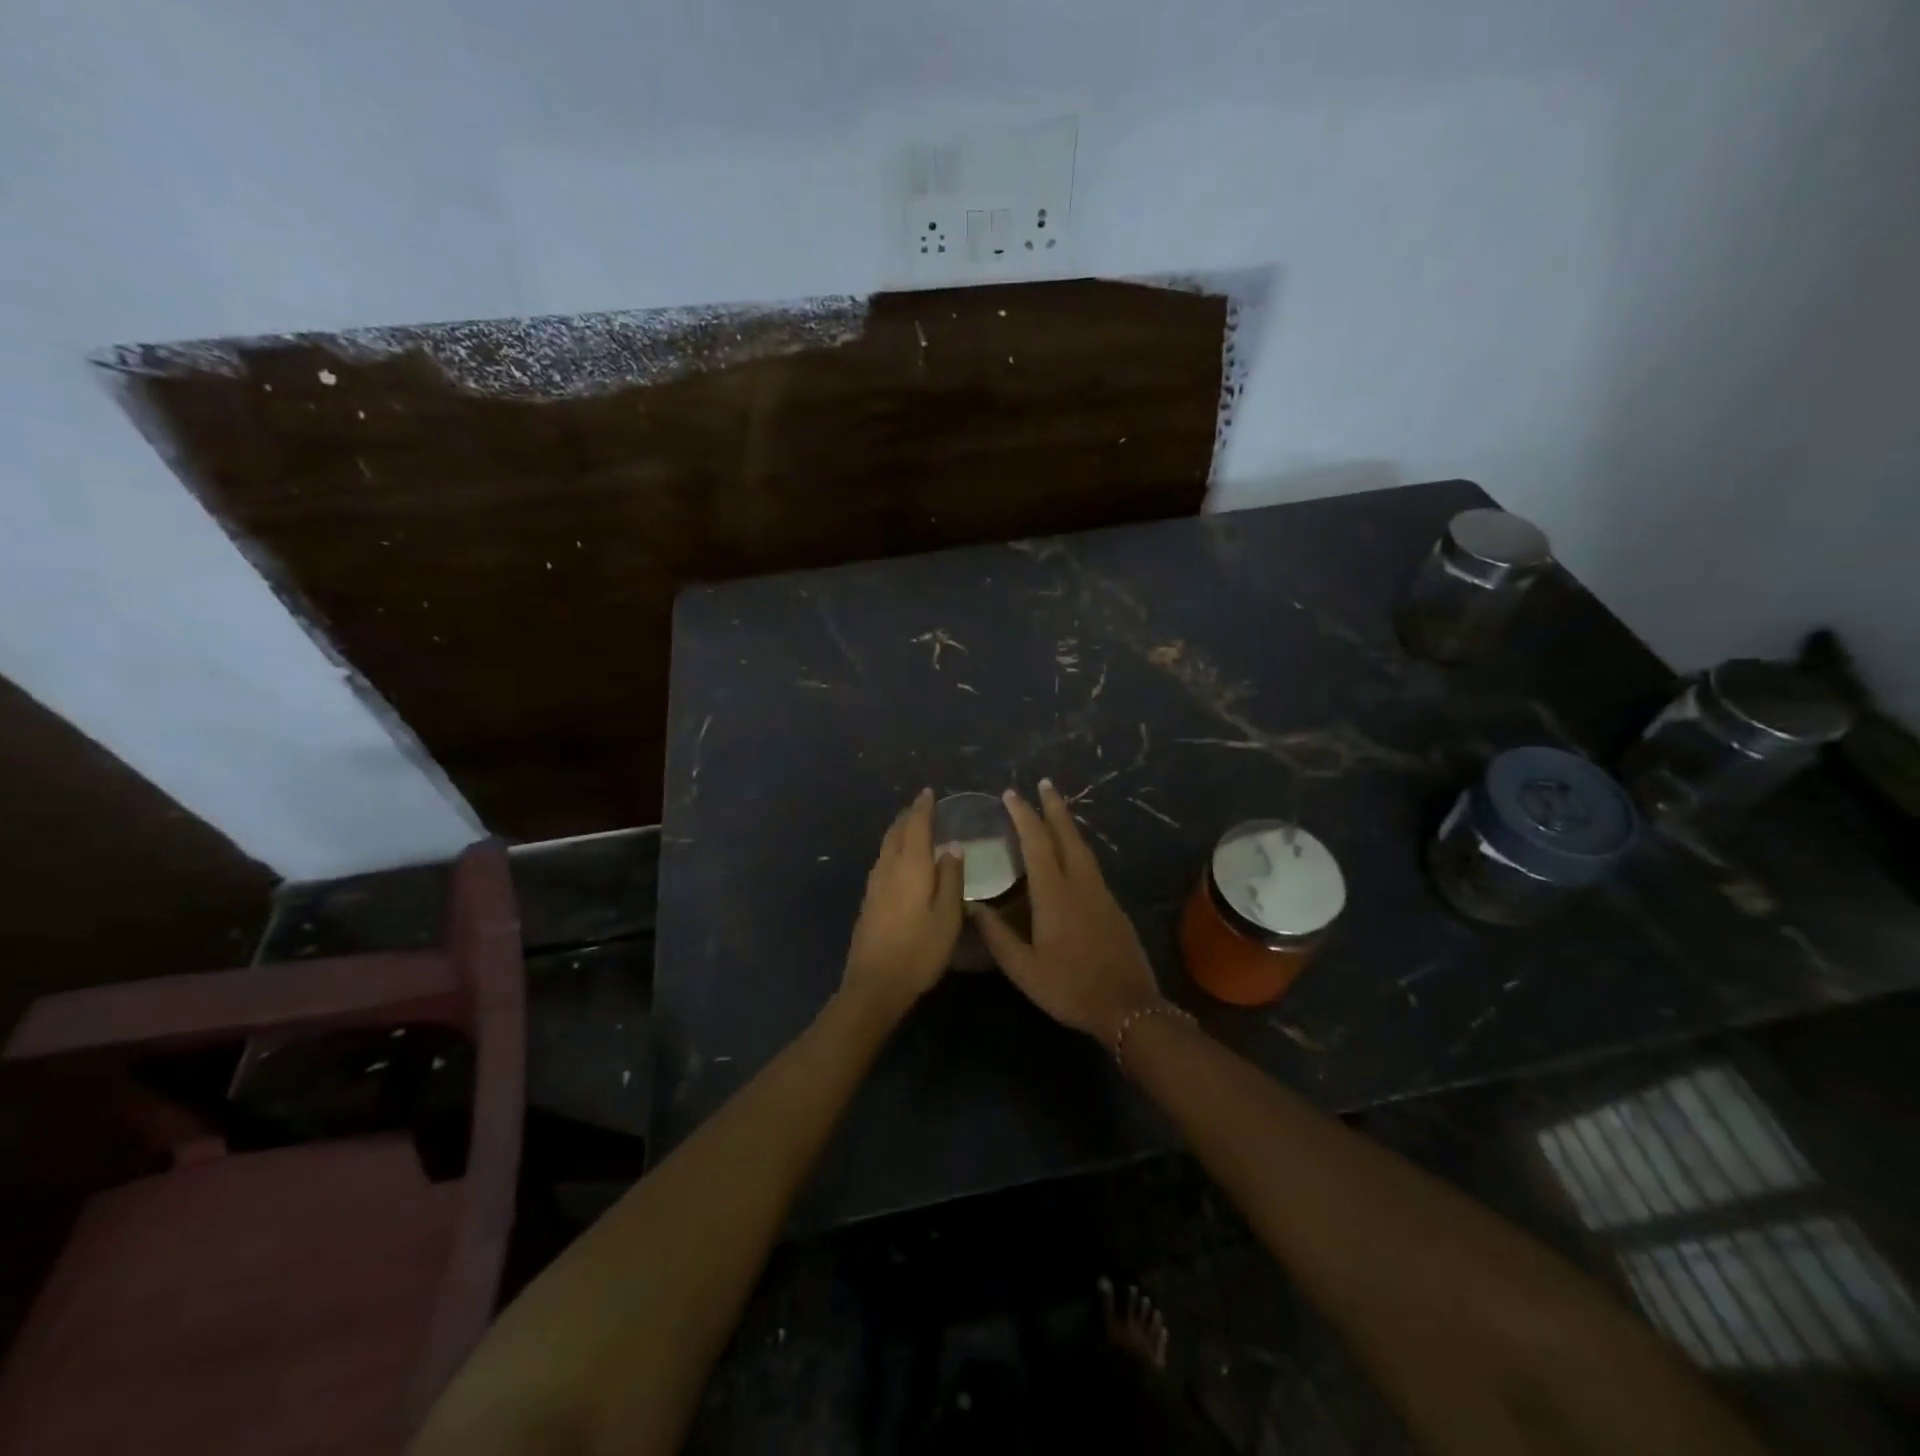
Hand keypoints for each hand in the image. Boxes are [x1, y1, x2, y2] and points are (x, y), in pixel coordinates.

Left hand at [843, 788, 964, 1013]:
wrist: (874, 985)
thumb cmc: (919, 950)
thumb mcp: (948, 916)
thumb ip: (951, 879)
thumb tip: (952, 847)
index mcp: (910, 866)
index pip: (916, 826)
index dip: (923, 808)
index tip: (929, 792)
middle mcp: (888, 868)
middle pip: (896, 832)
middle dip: (908, 816)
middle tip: (921, 805)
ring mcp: (874, 885)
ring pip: (886, 847)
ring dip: (899, 831)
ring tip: (911, 827)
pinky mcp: (868, 901)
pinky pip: (882, 862)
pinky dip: (893, 850)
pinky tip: (900, 861)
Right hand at [971, 781, 1165, 1042]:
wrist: (1128, 1007)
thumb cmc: (1069, 987)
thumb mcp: (1023, 968)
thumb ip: (996, 934)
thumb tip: (971, 905)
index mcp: (1054, 894)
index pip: (1037, 842)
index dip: (1024, 815)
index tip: (1012, 794)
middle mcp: (1080, 884)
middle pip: (1067, 835)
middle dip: (1054, 807)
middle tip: (1044, 783)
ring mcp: (1101, 892)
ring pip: (1083, 847)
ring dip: (1068, 824)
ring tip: (1056, 810)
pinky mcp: (1113, 905)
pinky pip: (1090, 864)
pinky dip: (1077, 847)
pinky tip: (1071, 854)